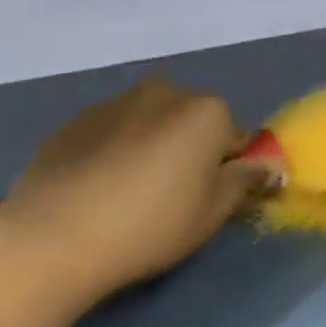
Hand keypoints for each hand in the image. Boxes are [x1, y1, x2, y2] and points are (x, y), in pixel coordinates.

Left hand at [0, 76, 277, 303]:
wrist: (55, 234)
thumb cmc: (151, 224)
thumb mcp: (212, 212)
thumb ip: (245, 180)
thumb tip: (270, 165)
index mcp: (207, 110)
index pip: (236, 137)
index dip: (227, 170)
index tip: (208, 200)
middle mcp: (166, 91)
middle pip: (193, 122)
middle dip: (190, 150)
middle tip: (171, 199)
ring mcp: (117, 101)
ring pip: (152, 123)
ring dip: (152, 146)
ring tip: (129, 195)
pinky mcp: (78, 119)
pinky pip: (113, 131)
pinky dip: (116, 150)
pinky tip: (98, 189)